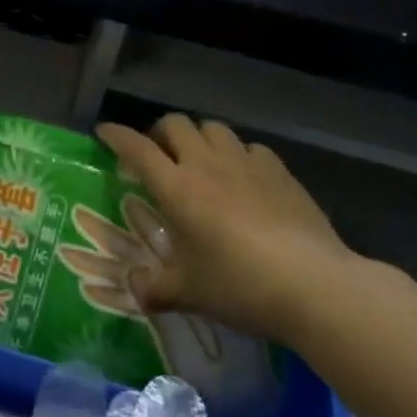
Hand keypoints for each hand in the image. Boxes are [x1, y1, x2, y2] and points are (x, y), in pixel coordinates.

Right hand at [96, 113, 357, 344]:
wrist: (312, 284)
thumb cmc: (238, 285)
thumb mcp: (188, 292)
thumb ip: (155, 288)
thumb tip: (135, 290)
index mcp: (176, 187)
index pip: (136, 147)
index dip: (116, 135)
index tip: (105, 132)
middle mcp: (205, 164)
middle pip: (175, 124)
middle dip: (160, 133)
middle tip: (158, 156)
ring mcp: (245, 162)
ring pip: (213, 128)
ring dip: (199, 139)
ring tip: (201, 163)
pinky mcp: (279, 170)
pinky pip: (250, 148)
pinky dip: (238, 156)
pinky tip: (245, 179)